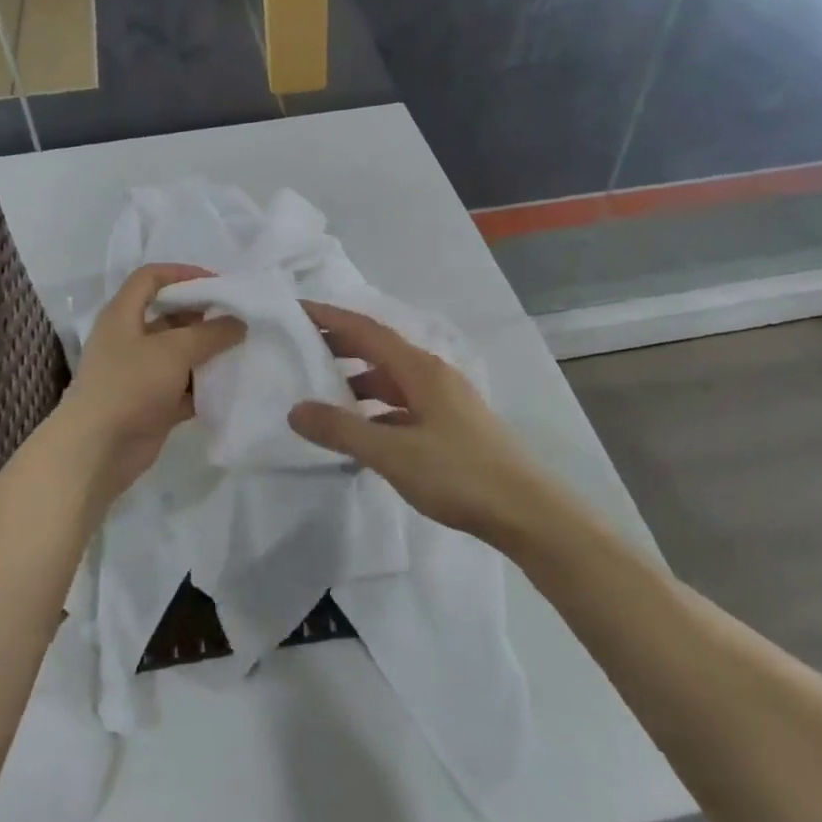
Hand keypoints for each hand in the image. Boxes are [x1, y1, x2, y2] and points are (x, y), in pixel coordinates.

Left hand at [60, 264, 245, 500]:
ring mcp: (140, 373)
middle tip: (239, 320)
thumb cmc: (130, 385)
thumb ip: (211, 333)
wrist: (97, 449)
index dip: (182, 273)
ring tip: (243, 350)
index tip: (217, 284)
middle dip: (204, 316)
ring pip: (180, 354)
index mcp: (123, 314)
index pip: (151, 277)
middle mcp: (130, 339)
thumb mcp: (174, 350)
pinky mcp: (152, 404)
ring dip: (208, 353)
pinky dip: (204, 386)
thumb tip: (239, 322)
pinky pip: (184, 387)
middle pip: (170, 316)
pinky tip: (232, 385)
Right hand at [287, 302, 561, 550]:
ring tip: (323, 394)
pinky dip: (377, 411)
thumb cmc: (459, 474)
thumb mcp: (393, 452)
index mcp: (421, 370)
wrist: (526, 512)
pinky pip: (403, 408)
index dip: (331, 318)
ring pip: (392, 382)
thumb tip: (296, 410)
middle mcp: (434, 377)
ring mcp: (446, 403)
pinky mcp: (452, 428)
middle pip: (379, 352)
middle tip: (301, 350)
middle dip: (340, 347)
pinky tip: (362, 433)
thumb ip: (343, 430)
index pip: (367, 331)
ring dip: (358, 382)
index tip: (297, 310)